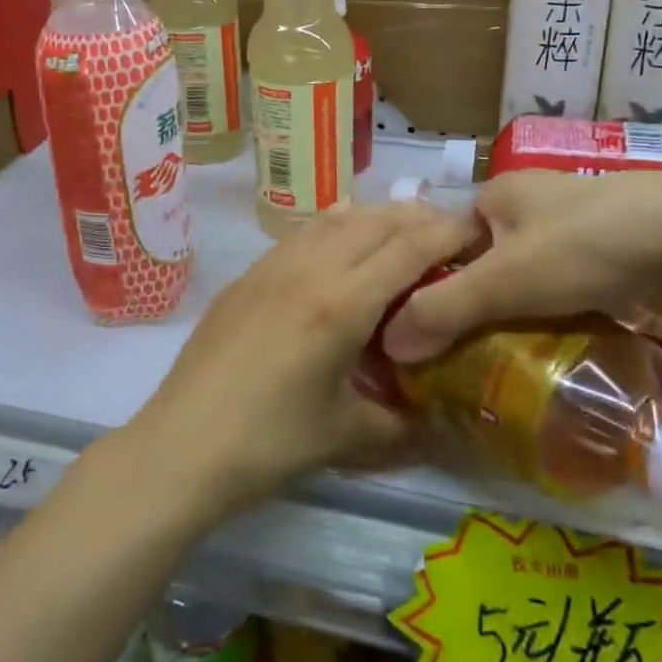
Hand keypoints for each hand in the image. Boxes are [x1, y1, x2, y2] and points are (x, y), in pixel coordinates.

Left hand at [129, 202, 481, 511]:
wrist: (182, 445)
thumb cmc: (270, 442)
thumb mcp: (348, 435)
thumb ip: (402, 422)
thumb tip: (437, 422)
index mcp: (343, 303)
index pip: (409, 248)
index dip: (448, 233)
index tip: (479, 232)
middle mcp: (310, 269)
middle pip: (375, 222)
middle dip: (418, 218)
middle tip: (447, 231)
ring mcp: (273, 266)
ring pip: (335, 219)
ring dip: (375, 216)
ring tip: (401, 227)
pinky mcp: (248, 276)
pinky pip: (302, 233)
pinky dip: (334, 225)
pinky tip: (340, 238)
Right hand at [380, 169, 661, 362]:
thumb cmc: (584, 247)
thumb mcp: (503, 281)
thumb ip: (442, 310)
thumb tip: (386, 345)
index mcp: (498, 193)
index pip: (444, 240)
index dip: (429, 284)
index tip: (422, 332)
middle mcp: (532, 203)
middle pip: (486, 261)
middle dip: (474, 305)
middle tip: (458, 356)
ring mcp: (576, 226)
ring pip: (526, 277)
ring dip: (515, 314)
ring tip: (498, 361)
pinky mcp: (611, 253)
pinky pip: (563, 288)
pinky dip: (553, 315)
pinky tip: (550, 348)